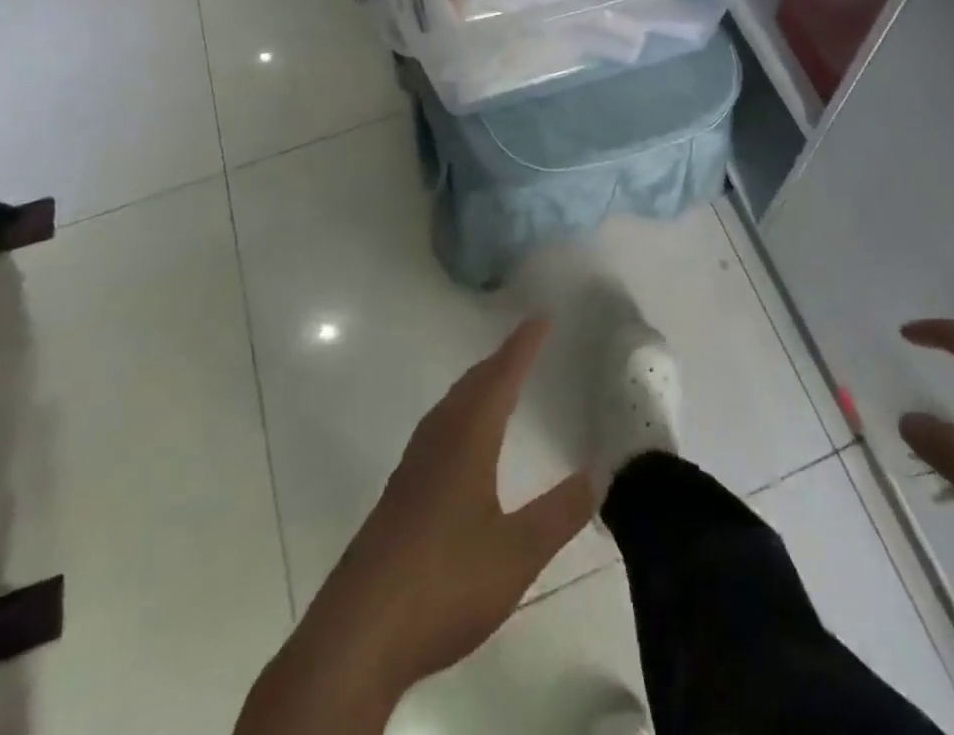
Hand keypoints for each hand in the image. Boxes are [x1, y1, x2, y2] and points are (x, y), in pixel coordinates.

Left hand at [311, 319, 596, 694]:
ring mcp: (412, 468)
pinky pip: (437, 430)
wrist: (357, 635)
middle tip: (526, 343)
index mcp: (467, 440)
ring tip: (498, 382)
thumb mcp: (517, 554)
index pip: (500, 378)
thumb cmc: (444, 583)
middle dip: (500, 360)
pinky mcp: (399, 495)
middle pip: (471, 385)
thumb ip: (560, 513)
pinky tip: (462, 444)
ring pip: (450, 407)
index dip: (522, 347)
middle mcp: (437, 441)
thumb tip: (597, 473)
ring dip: (477, 386)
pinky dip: (460, 413)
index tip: (541, 318)